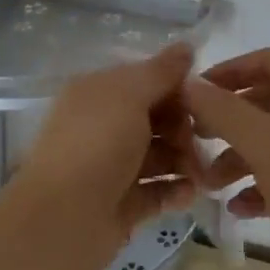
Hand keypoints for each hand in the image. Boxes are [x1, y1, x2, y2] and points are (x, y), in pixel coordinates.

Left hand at [11, 43, 197, 269]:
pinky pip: (156, 191)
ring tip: (201, 174)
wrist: (61, 222)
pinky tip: (191, 194)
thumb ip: (160, 72)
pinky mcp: (121, 205)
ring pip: (159, 155)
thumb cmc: (96, 146)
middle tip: (202, 142)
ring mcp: (112, 167)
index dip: (178, 87)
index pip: (146, 80)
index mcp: (98, 93)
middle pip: (156, 118)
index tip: (208, 100)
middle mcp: (103, 125)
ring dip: (185, 160)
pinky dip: (175, 191)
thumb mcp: (129, 96)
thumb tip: (186, 46)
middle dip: (185, 127)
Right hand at [185, 48, 269, 269]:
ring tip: (207, 183)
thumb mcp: (268, 147)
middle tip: (192, 139)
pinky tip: (237, 208)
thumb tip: (189, 83)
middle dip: (227, 119)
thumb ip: (225, 111)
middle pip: (266, 102)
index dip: (226, 71)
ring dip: (237, 157)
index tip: (191, 94)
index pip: (266, 61)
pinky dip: (258, 186)